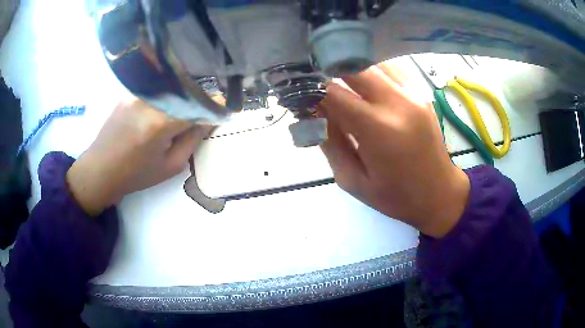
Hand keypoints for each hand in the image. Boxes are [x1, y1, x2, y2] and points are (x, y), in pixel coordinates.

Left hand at [67, 97, 207, 215]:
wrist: (100, 170)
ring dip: (183, 98)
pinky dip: (166, 97)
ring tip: (183, 112)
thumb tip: (209, 120)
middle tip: (204, 113)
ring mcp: (137, 93)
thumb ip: (193, 140)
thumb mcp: (171, 165)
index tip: (223, 111)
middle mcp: (150, 100)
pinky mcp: (129, 92)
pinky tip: (162, 110)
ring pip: (171, 88)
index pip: (199, 105)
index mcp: (161, 122)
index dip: (215, 106)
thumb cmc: (136, 175)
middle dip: (199, 100)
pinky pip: (155, 90)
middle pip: (186, 91)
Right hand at [319, 62, 469, 237]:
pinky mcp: (421, 92)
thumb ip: (329, 141)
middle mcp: (398, 103)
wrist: (439, 194)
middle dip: (328, 69)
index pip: (333, 93)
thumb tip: (312, 110)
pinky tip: (364, 84)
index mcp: (379, 130)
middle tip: (316, 82)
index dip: (311, 89)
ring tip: (338, 82)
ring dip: (350, 68)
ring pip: (372, 62)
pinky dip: (371, 70)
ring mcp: (413, 93)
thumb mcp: (352, 179)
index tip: (299, 94)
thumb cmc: (395, 196)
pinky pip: (390, 68)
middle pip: (353, 66)